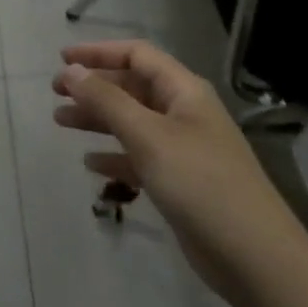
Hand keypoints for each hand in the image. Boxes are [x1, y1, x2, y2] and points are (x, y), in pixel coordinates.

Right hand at [53, 41, 295, 304]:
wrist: (252, 254)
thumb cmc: (199, 182)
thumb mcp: (148, 136)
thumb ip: (107, 101)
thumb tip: (72, 71)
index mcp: (184, 91)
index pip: (137, 55)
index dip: (99, 52)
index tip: (62, 60)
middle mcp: (184, 112)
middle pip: (133, 87)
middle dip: (94, 86)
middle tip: (55, 93)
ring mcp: (183, 148)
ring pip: (132, 122)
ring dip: (98, 118)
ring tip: (60, 121)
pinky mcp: (180, 181)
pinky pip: (140, 156)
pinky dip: (115, 155)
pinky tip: (91, 163)